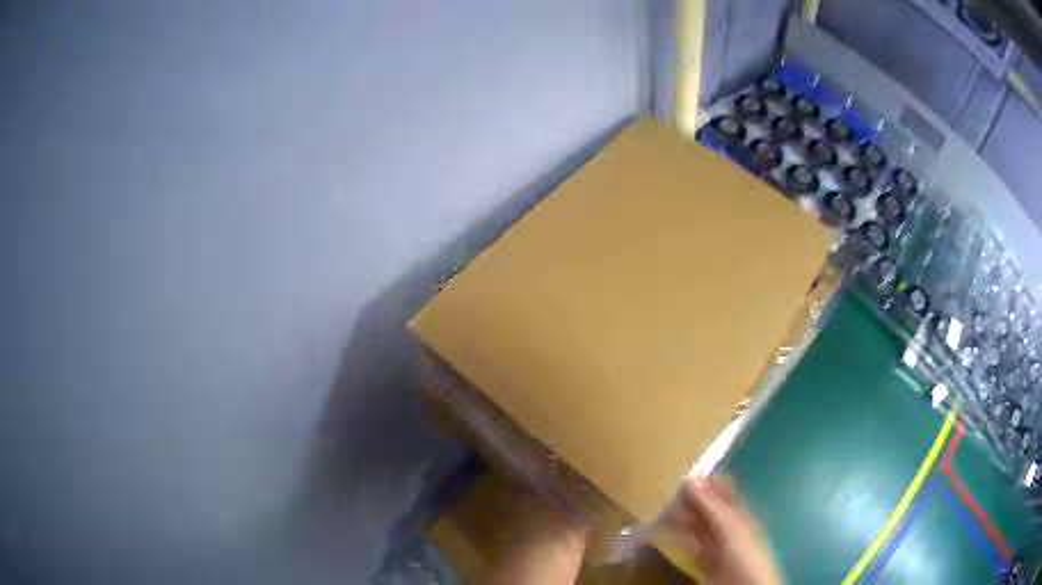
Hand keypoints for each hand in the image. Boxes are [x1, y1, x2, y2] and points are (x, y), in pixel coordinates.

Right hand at [661, 477, 780, 584]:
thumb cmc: (742, 557)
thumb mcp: (729, 531)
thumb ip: (711, 508)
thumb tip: (689, 479)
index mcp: (740, 514)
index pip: (723, 490)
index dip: (704, 481)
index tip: (680, 474)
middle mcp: (729, 527)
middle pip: (707, 509)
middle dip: (687, 500)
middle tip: (661, 494)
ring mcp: (716, 546)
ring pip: (696, 527)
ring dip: (679, 519)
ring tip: (656, 513)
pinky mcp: (705, 562)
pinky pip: (689, 546)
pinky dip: (676, 539)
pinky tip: (662, 535)